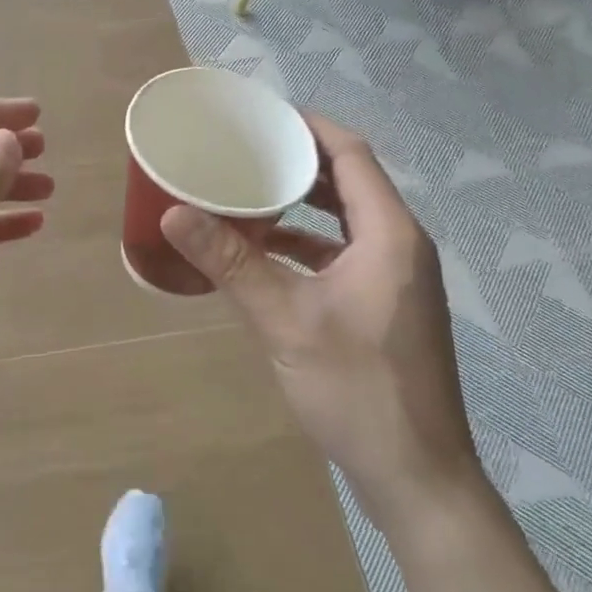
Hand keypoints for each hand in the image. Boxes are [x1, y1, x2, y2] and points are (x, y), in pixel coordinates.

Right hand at [161, 113, 479, 524]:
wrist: (417, 476)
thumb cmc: (357, 389)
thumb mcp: (285, 320)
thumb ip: (231, 263)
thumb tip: (174, 213)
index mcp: (389, 235)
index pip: (351, 154)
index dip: (309, 127)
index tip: (262, 115)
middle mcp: (401, 245)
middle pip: (351, 181)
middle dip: (300, 161)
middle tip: (246, 150)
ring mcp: (398, 277)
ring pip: (348, 219)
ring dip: (304, 202)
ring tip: (250, 191)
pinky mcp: (387, 305)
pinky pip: (347, 252)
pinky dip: (310, 242)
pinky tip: (268, 252)